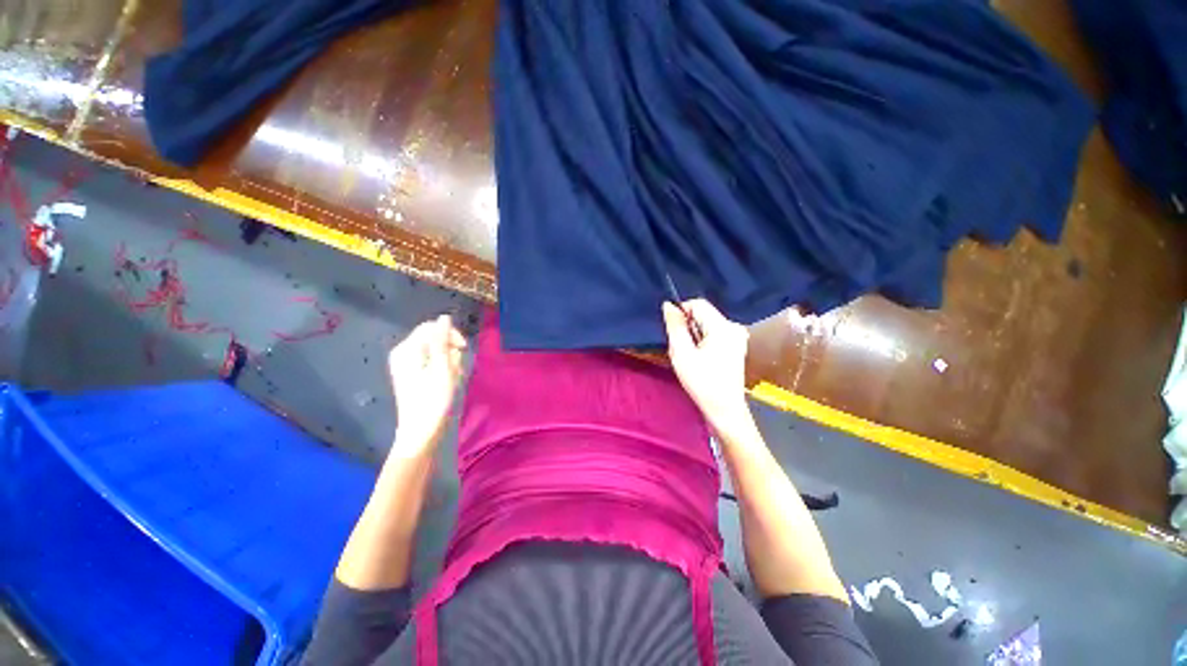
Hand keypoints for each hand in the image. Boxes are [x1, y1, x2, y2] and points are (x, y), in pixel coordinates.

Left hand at [388, 314, 466, 455]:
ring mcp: (406, 364)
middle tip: (456, 368)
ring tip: (452, 378)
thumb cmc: (434, 401)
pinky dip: (443, 368)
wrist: (421, 432)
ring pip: (436, 350)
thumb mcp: (442, 368)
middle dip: (449, 349)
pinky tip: (447, 381)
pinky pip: (432, 361)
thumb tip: (444, 317)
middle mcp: (403, 353)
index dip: (450, 334)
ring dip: (449, 360)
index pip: (431, 327)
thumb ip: (442, 341)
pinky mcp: (412, 374)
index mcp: (407, 350)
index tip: (463, 349)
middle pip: (433, 338)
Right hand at [663, 299, 750, 429]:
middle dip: (688, 326)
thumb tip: (668, 305)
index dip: (682, 313)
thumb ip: (675, 326)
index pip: (697, 303)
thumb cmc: (702, 382)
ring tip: (691, 355)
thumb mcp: (682, 353)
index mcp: (723, 326)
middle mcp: (733, 326)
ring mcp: (737, 336)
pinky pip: (714, 333)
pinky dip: (703, 340)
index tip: (674, 333)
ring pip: (707, 323)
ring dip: (695, 334)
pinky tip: (701, 358)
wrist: (725, 409)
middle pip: (704, 313)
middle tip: (682, 348)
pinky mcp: (736, 345)